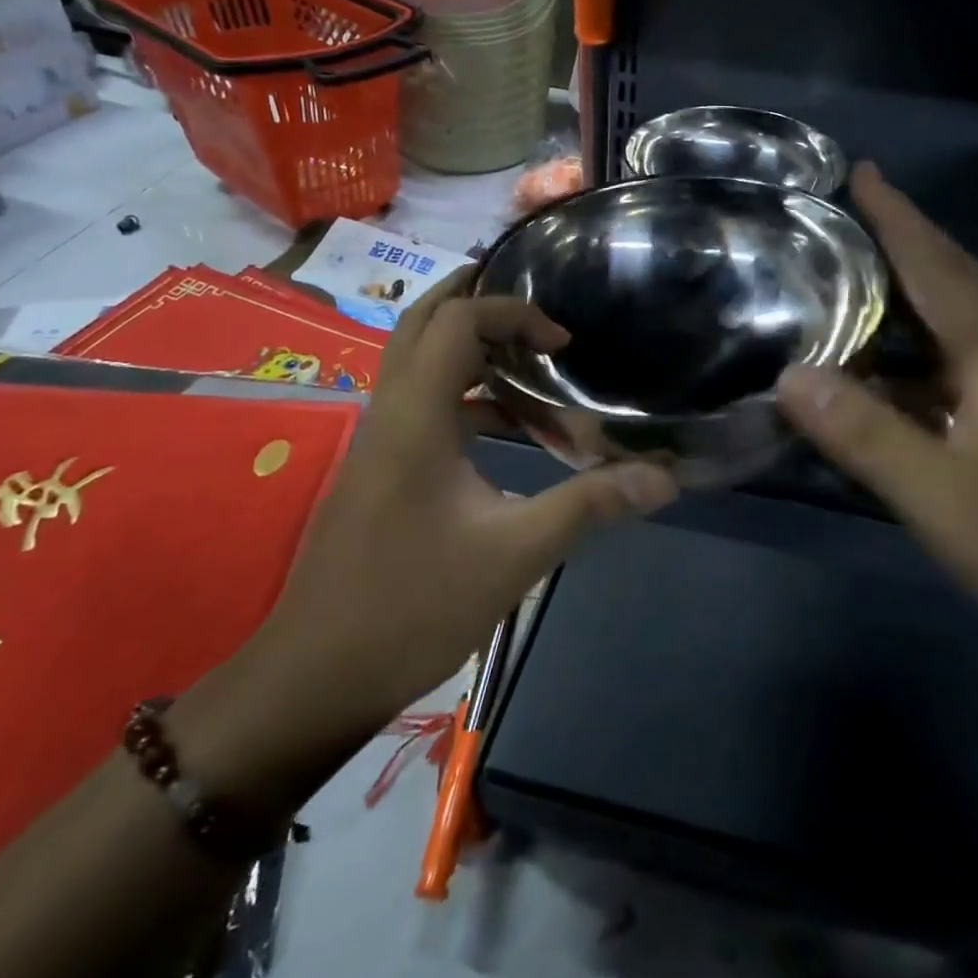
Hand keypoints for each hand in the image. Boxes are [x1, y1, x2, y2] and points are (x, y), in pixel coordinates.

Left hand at [178, 273, 677, 809]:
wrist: (314, 679)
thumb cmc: (413, 607)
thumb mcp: (515, 554)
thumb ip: (589, 505)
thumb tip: (663, 478)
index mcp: (416, 416)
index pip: (458, 320)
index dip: (515, 314)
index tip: (564, 345)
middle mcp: (390, 411)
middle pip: (423, 321)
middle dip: (476, 298)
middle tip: (535, 301)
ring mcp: (379, 440)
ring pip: (420, 362)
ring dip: (474, 350)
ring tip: (535, 363)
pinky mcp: (381, 468)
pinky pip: (425, 403)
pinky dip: (467, 396)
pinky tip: (510, 431)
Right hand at [776, 163, 977, 682]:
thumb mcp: (942, 497)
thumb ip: (866, 434)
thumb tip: (790, 374)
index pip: (936, 268)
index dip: (898, 219)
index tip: (864, 170)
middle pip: (962, 279)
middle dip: (915, 234)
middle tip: (870, 203)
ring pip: (970, 320)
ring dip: (925, 283)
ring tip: (876, 272)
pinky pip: (967, 364)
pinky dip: (929, 346)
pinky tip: (903, 372)